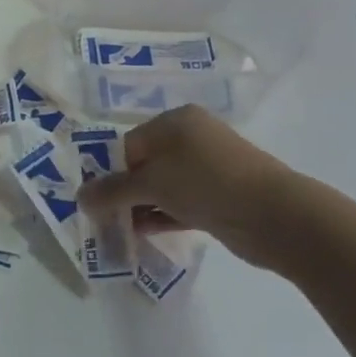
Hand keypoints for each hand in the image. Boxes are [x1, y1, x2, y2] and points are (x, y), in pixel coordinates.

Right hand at [78, 105, 303, 270]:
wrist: (275, 216)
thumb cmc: (206, 183)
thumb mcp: (152, 183)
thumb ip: (112, 191)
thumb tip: (79, 198)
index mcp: (176, 121)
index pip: (128, 144)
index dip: (109, 173)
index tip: (96, 202)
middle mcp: (191, 139)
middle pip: (144, 165)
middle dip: (123, 192)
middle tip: (104, 219)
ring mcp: (208, 169)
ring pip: (162, 187)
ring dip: (140, 208)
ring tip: (119, 232)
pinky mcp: (218, 197)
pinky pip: (179, 204)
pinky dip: (161, 217)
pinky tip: (142, 235)